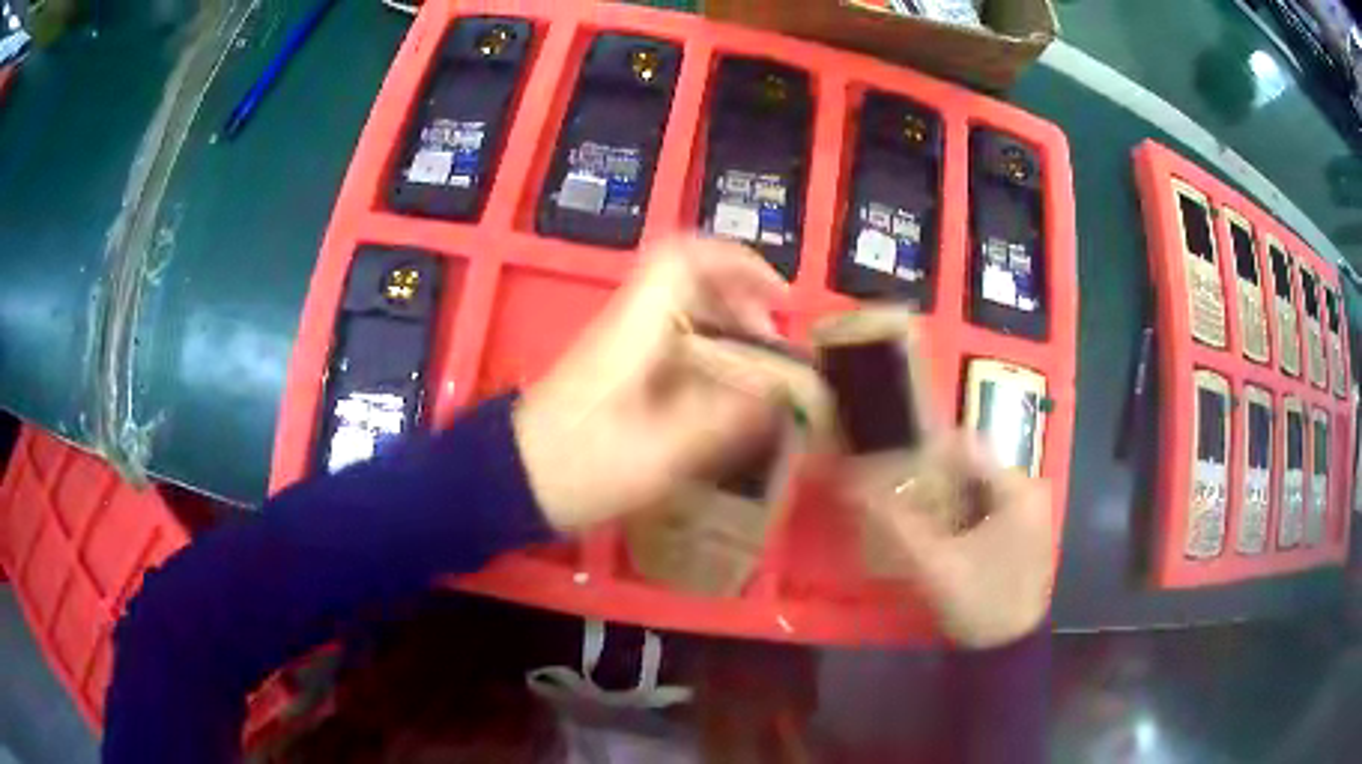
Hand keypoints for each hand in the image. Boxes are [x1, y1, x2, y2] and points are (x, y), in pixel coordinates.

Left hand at [513, 237, 810, 532]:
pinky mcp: (617, 370)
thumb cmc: (576, 466)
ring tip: (759, 374)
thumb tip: (778, 394)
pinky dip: (708, 356)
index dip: (738, 262)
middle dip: (743, 303)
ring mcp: (620, 345)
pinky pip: (674, 342)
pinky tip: (723, 396)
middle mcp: (628, 324)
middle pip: (693, 281)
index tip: (778, 295)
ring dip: (728, 331)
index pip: (683, 257)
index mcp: (635, 327)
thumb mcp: (656, 453)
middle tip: (772, 348)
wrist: (509, 479)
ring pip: (685, 312)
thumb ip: (721, 421)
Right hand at [868, 435, 1053, 648]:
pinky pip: (984, 507)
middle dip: (931, 480)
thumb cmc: (980, 602)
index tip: (892, 469)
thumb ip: (897, 525)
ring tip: (912, 516)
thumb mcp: (935, 566)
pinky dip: (958, 515)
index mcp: (1018, 488)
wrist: (1008, 650)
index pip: (965, 447)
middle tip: (897, 498)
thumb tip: (856, 488)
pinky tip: (938, 535)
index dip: (924, 453)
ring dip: (943, 498)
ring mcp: (1028, 511)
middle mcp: (1029, 489)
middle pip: (970, 467)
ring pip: (975, 488)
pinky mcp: (1023, 531)